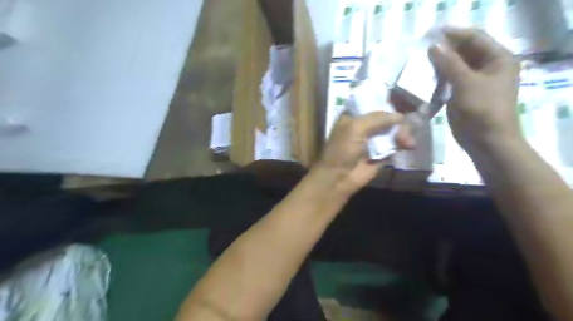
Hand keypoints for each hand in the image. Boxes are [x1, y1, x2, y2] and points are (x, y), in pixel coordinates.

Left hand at [315, 113, 414, 198]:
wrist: (339, 178)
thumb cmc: (342, 150)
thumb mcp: (355, 128)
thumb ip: (377, 118)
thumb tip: (401, 115)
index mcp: (353, 116)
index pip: (372, 103)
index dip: (387, 103)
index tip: (403, 103)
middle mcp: (364, 126)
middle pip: (386, 117)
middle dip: (398, 122)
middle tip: (404, 130)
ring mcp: (373, 140)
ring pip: (393, 130)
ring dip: (403, 133)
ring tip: (408, 142)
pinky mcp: (382, 153)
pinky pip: (396, 144)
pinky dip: (403, 143)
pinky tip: (409, 145)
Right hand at [430, 26, 521, 153]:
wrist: (485, 141)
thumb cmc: (482, 109)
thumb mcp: (466, 83)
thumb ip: (449, 63)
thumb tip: (433, 46)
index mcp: (498, 58)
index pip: (475, 38)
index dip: (454, 34)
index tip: (431, 33)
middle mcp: (488, 67)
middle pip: (465, 51)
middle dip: (445, 48)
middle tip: (422, 47)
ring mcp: (475, 81)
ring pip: (455, 66)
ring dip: (440, 63)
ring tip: (421, 60)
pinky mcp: (463, 94)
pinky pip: (450, 80)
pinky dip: (439, 77)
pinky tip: (425, 76)